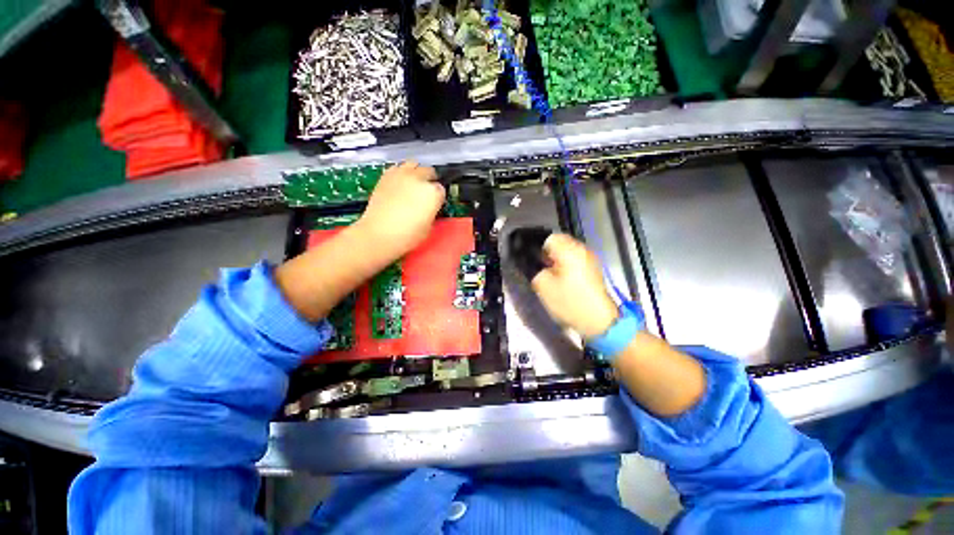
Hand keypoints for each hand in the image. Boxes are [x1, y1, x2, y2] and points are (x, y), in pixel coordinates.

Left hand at [355, 161, 445, 259]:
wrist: (379, 234)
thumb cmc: (408, 235)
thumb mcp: (429, 226)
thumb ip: (431, 210)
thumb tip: (428, 207)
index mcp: (433, 193)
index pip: (441, 189)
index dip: (438, 197)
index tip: (434, 203)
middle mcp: (419, 179)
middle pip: (429, 171)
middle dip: (429, 180)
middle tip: (425, 192)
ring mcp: (401, 175)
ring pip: (414, 164)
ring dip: (416, 172)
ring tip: (413, 183)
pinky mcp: (386, 176)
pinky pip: (397, 167)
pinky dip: (401, 172)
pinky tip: (399, 183)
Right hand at [531, 234, 619, 337]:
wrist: (598, 321)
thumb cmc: (570, 302)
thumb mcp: (543, 286)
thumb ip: (535, 270)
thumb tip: (534, 264)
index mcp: (570, 251)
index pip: (549, 238)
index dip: (538, 248)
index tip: (535, 262)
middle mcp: (582, 250)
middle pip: (560, 243)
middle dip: (548, 254)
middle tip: (542, 269)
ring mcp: (590, 259)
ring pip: (568, 252)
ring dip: (557, 260)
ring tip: (552, 276)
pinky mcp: (593, 269)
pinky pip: (575, 260)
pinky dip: (567, 265)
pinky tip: (564, 280)